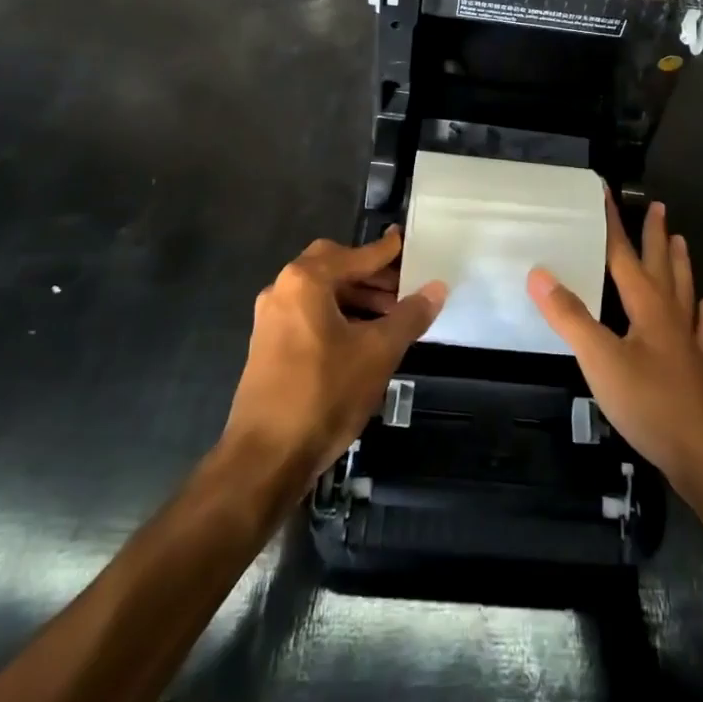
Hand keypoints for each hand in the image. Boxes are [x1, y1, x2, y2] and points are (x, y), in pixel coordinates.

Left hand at [224, 230, 447, 482]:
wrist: (265, 458)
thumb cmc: (325, 393)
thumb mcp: (378, 352)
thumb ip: (409, 315)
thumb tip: (437, 288)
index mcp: (306, 281)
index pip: (357, 255)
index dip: (386, 251)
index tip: (407, 243)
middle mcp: (282, 290)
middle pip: (334, 267)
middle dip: (370, 275)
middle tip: (403, 287)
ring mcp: (270, 319)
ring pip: (321, 293)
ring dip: (356, 297)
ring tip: (390, 317)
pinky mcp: (267, 346)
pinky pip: (309, 315)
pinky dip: (338, 316)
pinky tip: (362, 339)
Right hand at [527, 197, 702, 500]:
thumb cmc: (652, 404)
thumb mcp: (601, 361)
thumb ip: (570, 317)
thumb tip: (539, 273)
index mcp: (647, 307)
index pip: (624, 255)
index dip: (613, 224)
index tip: (607, 193)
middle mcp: (670, 317)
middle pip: (661, 266)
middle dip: (655, 236)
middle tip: (658, 207)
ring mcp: (688, 344)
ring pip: (684, 292)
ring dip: (679, 265)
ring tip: (681, 242)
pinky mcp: (698, 371)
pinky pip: (701, 332)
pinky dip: (702, 315)